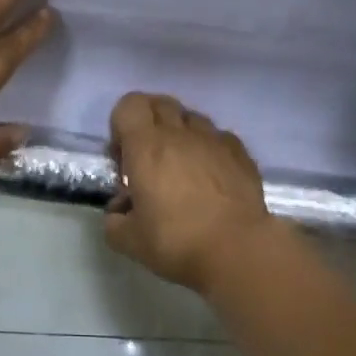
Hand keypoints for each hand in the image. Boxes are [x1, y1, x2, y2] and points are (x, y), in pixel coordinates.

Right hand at [103, 93, 272, 293]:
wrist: (238, 252)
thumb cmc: (177, 242)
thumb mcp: (129, 240)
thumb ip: (114, 220)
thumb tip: (120, 209)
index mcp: (146, 146)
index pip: (129, 105)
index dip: (120, 124)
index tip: (123, 157)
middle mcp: (180, 134)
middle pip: (160, 103)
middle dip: (148, 122)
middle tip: (147, 158)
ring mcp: (215, 140)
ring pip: (191, 117)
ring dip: (180, 133)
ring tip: (181, 166)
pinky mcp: (241, 154)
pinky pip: (218, 137)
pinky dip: (208, 148)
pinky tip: (210, 176)